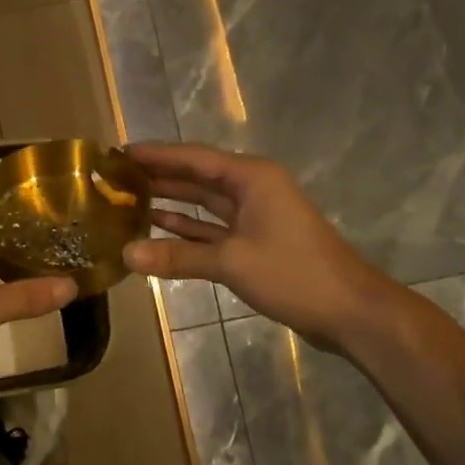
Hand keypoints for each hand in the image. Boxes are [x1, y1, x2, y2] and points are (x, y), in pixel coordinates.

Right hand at [121, 142, 392, 349]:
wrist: (349, 311)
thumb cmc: (294, 274)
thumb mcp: (232, 262)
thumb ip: (177, 257)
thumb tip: (126, 255)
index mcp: (251, 178)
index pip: (193, 158)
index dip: (156, 155)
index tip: (119, 153)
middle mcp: (251, 188)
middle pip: (196, 176)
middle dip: (158, 175)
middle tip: (115, 176)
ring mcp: (253, 215)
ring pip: (202, 202)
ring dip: (169, 201)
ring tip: (126, 199)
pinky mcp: (253, 241)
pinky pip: (210, 227)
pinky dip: (185, 228)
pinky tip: (155, 227)